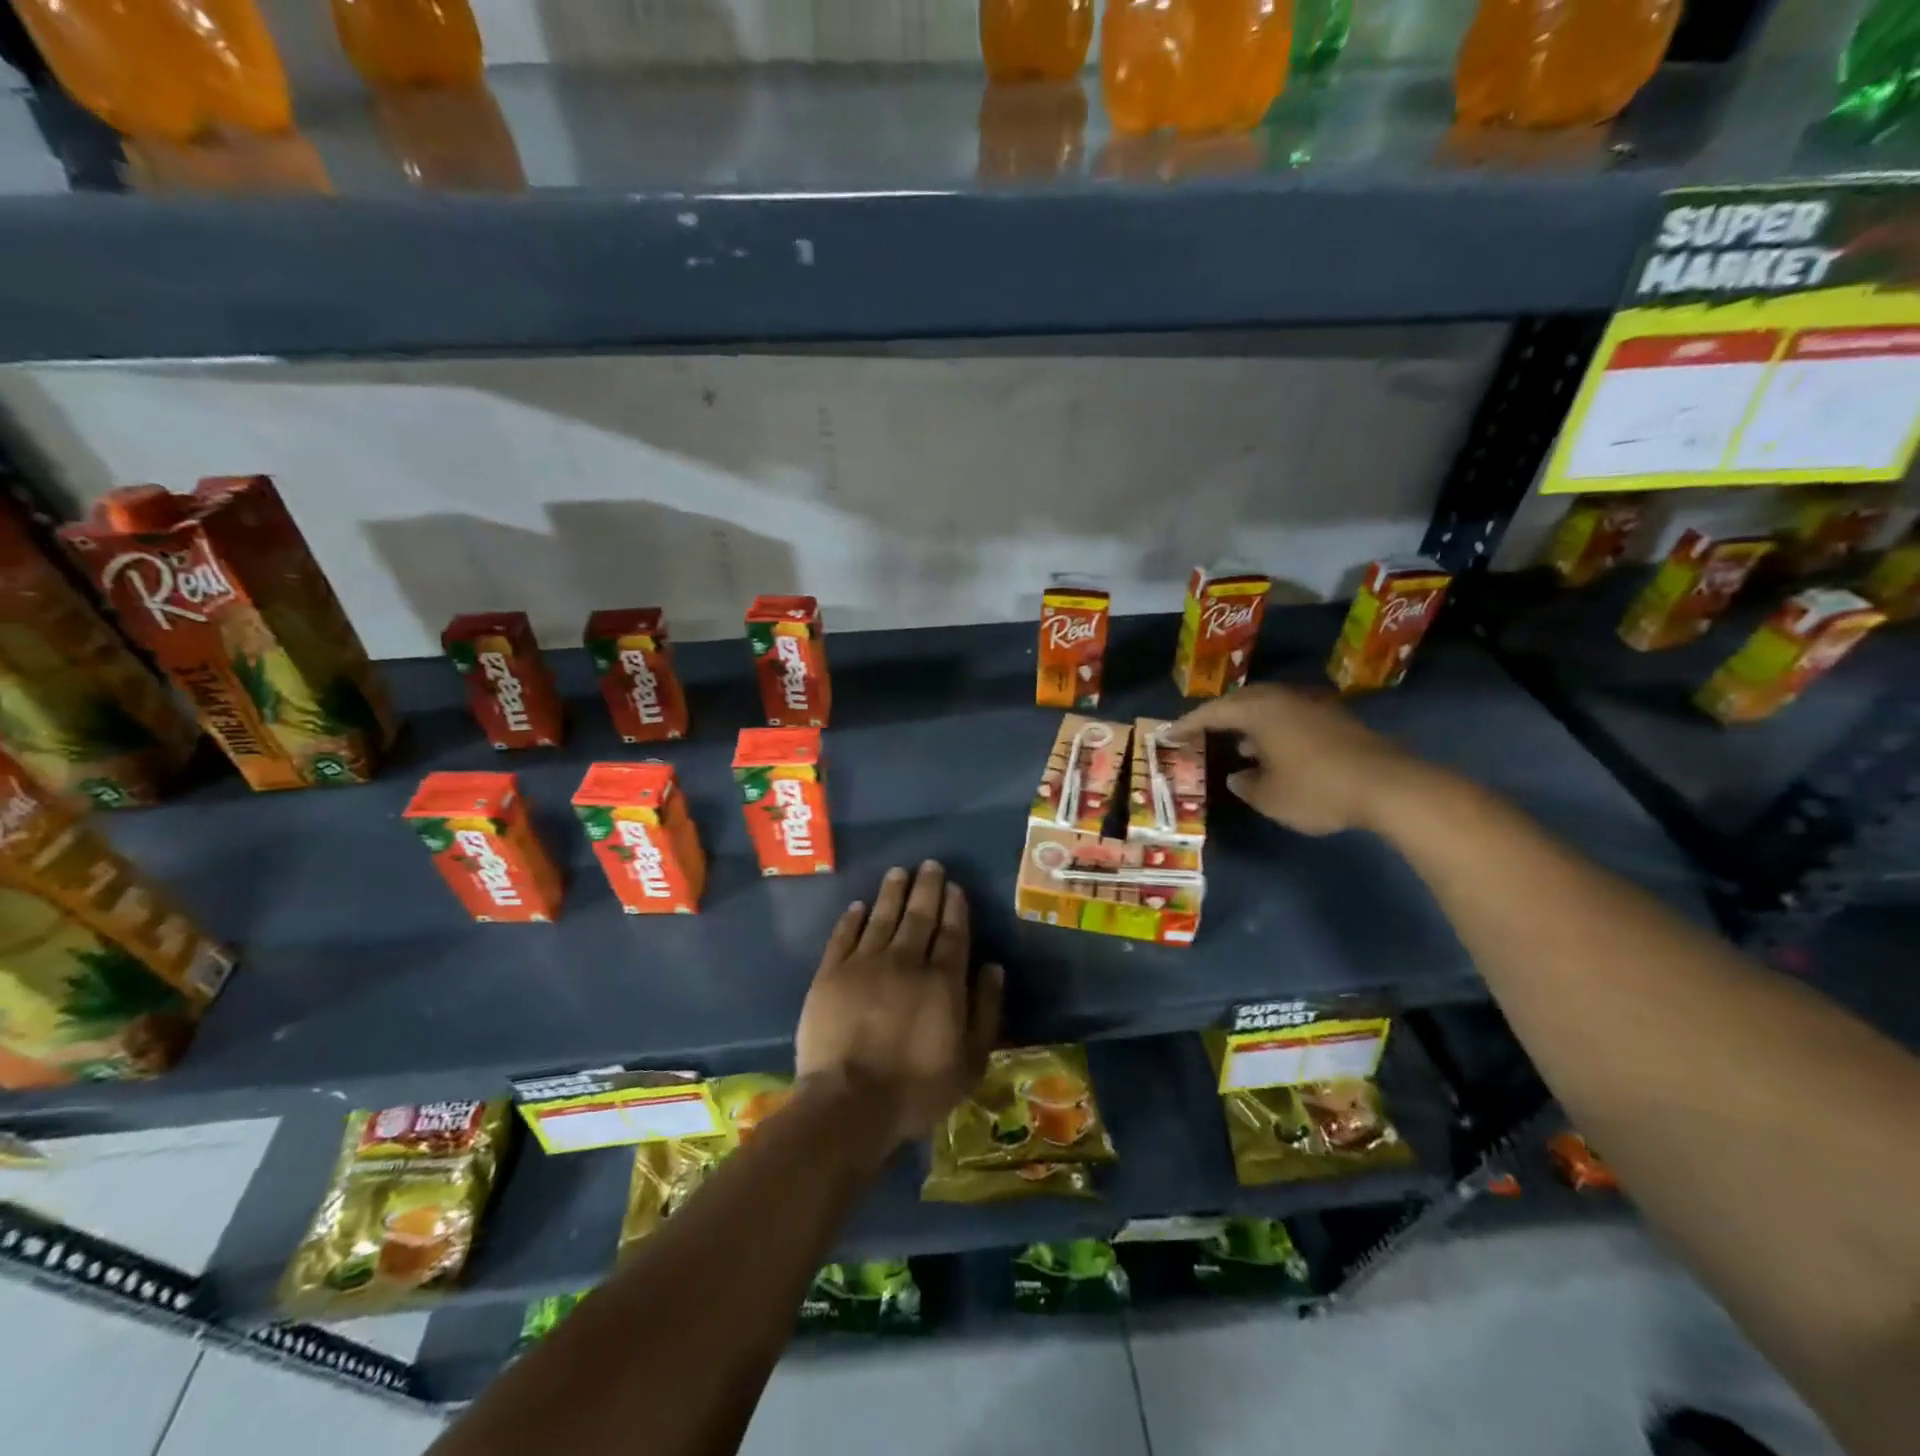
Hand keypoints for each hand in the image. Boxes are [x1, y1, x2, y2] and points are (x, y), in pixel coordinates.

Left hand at [795, 861, 1003, 1150]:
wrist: (850, 1103)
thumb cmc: (917, 1088)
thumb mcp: (970, 1061)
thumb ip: (985, 1010)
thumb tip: (993, 967)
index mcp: (942, 981)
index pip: (952, 933)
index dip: (954, 907)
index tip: (954, 886)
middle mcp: (905, 961)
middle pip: (918, 916)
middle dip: (926, 888)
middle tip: (930, 865)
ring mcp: (864, 964)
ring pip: (882, 917)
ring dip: (892, 893)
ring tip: (899, 872)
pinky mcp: (830, 975)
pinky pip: (843, 936)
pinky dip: (852, 918)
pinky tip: (859, 905)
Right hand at [1170, 683, 1432, 835]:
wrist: (1388, 786)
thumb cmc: (1316, 788)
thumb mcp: (1269, 797)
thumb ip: (1246, 784)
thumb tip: (1238, 775)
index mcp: (1260, 711)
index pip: (1213, 712)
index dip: (1188, 724)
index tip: (1168, 733)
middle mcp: (1284, 699)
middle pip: (1242, 702)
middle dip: (1218, 717)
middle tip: (1200, 732)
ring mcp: (1313, 706)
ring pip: (1269, 708)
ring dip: (1249, 723)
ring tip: (1234, 744)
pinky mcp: (1336, 720)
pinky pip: (1290, 717)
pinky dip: (1273, 730)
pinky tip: (1273, 752)